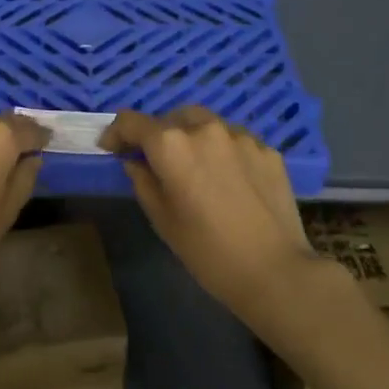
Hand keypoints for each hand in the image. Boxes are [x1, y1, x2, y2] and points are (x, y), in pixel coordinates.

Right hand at [103, 107, 320, 320]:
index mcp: (171, 145)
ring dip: (192, 138)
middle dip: (158, 134)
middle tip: (157, 161)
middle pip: (171, 117)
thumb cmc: (207, 251)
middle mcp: (204, 129)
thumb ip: (142, 182)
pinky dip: (223, 150)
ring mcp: (240, 136)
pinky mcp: (267, 150)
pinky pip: (235, 140)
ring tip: (196, 167)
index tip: (112, 148)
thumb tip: (135, 162)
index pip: (131, 121)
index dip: (116, 133)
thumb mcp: (162, 219)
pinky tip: (229, 179)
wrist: (275, 271)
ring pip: (206, 124)